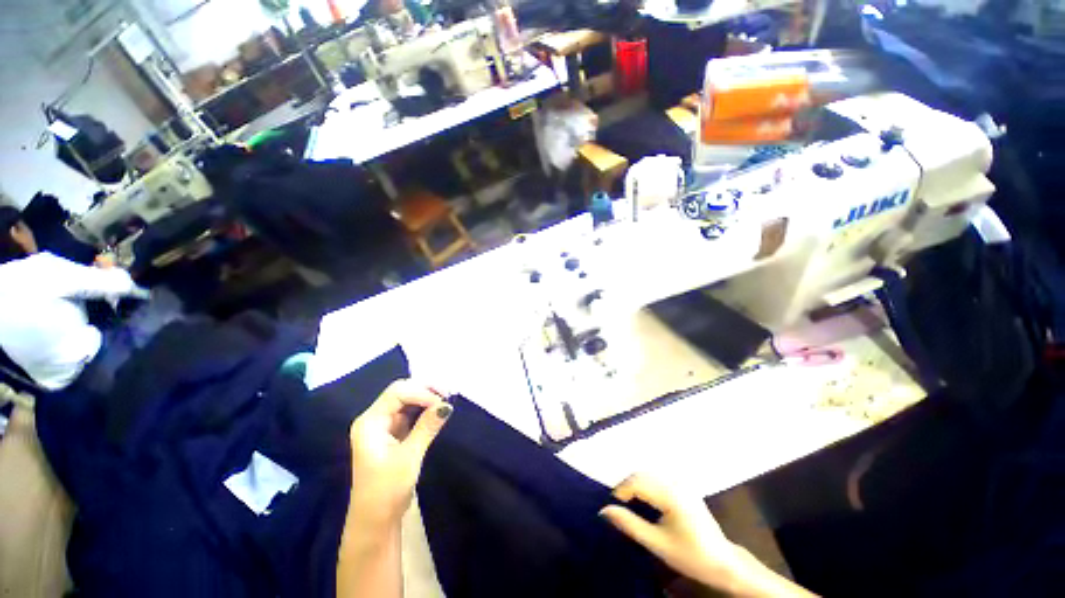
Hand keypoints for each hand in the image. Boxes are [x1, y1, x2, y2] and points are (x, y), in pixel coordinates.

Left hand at [348, 380, 451, 528]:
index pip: (397, 393)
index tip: (443, 403)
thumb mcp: (409, 457)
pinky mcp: (393, 434)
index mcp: (370, 422)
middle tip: (448, 396)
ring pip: (407, 400)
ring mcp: (384, 426)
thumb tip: (447, 405)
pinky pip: (410, 413)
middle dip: (425, 390)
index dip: (421, 393)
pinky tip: (438, 411)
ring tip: (446, 402)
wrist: (376, 522)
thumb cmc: (386, 491)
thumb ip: (427, 427)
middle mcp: (375, 419)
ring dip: (427, 398)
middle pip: (401, 392)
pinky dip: (425, 409)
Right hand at [601, 475, 816, 597]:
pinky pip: (658, 478)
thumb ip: (629, 524)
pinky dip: (646, 484)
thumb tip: (604, 510)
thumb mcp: (657, 544)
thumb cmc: (690, 555)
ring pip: (648, 473)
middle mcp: (675, 483)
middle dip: (626, 486)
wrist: (723, 563)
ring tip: (628, 503)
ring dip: (635, 484)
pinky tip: (645, 500)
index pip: (637, 481)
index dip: (620, 490)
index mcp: (671, 495)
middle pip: (641, 473)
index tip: (612, 506)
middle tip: (618, 506)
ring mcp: (681, 483)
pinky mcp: (684, 487)